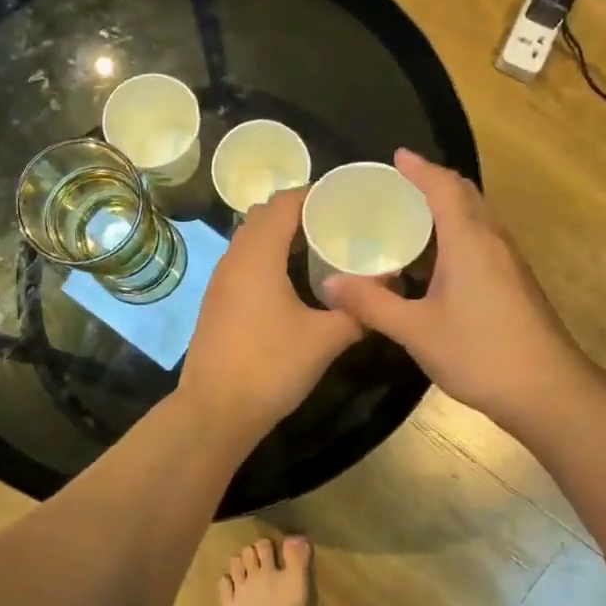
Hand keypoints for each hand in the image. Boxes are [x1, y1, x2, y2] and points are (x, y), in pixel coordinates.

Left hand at [179, 187, 363, 436]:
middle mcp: (234, 258)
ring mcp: (220, 281)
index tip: (346, 201)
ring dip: (281, 236)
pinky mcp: (216, 302)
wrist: (216, 410)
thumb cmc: (271, 367)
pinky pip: (244, 262)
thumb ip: (360, 310)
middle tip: (337, 224)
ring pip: (251, 239)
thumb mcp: (326, 339)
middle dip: (299, 212)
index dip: (315, 195)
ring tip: (319, 249)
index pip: (285, 203)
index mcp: (258, 255)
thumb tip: (389, 287)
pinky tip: (292, 282)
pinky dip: (267, 257)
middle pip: (265, 216)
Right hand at [322, 150, 584, 431]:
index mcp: (469, 241)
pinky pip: (482, 242)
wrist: (547, 390)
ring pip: (477, 219)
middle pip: (465, 196)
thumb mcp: (416, 331)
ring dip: (448, 210)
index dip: (419, 169)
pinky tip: (436, 263)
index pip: (444, 188)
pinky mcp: (515, 283)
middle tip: (398, 186)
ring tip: (411, 219)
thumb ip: (372, 305)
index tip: (396, 156)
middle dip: (434, 183)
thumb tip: (329, 283)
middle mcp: (493, 241)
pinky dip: (457, 235)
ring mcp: (509, 262)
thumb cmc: (480, 353)